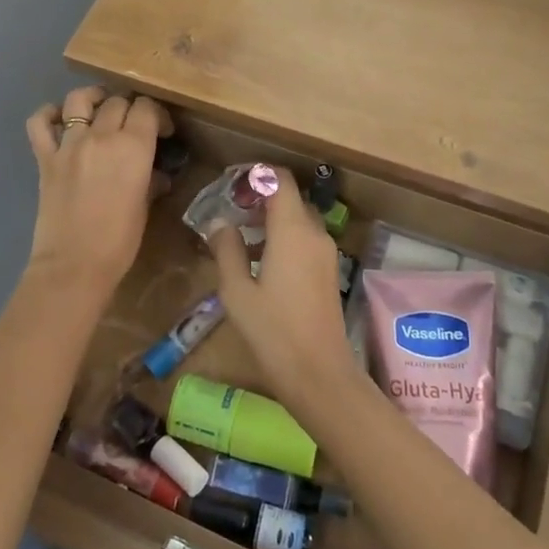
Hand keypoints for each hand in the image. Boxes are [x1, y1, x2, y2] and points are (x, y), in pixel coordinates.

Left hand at [24, 86, 172, 298]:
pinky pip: (39, 123)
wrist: (74, 265)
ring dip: (93, 99)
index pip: (147, 108)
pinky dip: (49, 115)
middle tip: (134, 126)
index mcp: (133, 147)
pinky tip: (60, 120)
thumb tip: (155, 175)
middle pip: (117, 102)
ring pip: (80, 99)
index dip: (157, 114)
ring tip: (100, 108)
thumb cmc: (119, 242)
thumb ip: (150, 182)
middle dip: (130, 108)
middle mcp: (101, 136)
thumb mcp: (144, 208)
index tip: (162, 130)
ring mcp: (69, 144)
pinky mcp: (45, 158)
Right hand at [207, 171, 355, 414]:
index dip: (256, 175)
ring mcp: (326, 253)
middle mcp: (314, 233)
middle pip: (290, 198)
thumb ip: (226, 249)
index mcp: (292, 229)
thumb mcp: (236, 290)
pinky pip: (305, 240)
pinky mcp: (329, 272)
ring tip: (240, 237)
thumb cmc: (273, 330)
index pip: (280, 180)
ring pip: (299, 220)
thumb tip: (220, 224)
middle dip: (261, 199)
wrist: (319, 374)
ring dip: (272, 220)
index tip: (231, 184)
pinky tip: (260, 262)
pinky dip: (284, 238)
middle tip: (231, 210)